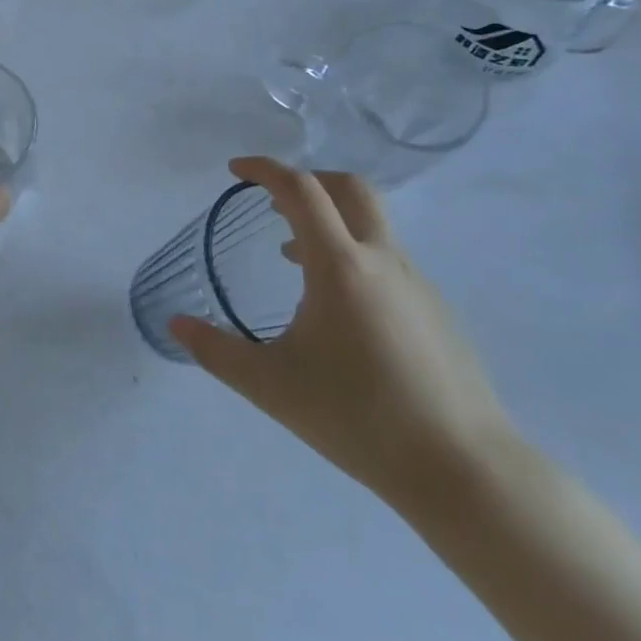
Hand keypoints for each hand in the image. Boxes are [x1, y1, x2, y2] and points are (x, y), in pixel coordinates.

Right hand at [169, 157, 517, 511]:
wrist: (465, 471)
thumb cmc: (358, 418)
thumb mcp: (270, 386)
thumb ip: (216, 351)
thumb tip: (176, 324)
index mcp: (340, 266)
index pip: (300, 190)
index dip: (265, 169)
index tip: (235, 171)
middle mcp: (383, 261)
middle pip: (350, 188)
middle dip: (308, 180)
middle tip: (272, 201)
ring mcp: (418, 284)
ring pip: (372, 225)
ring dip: (330, 222)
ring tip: (291, 257)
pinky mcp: (437, 312)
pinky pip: (388, 261)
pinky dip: (353, 256)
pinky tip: (338, 309)